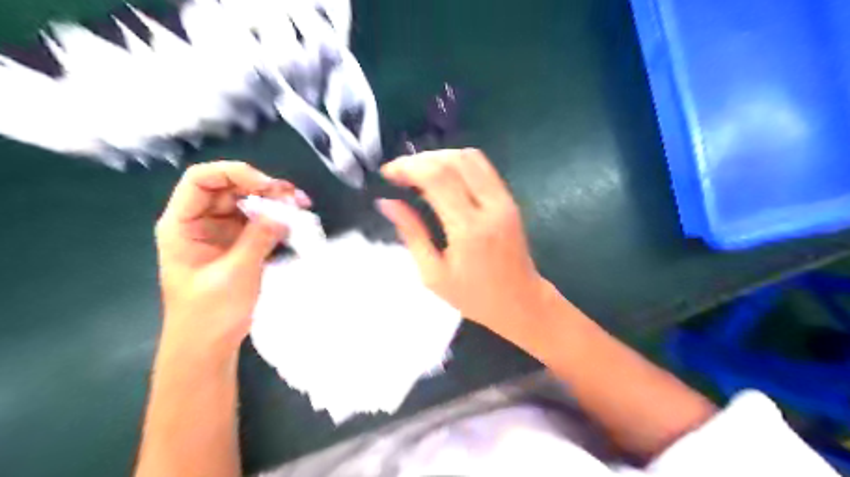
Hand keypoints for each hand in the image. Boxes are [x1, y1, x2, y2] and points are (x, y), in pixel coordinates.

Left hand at [156, 162, 311, 363]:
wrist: (207, 346)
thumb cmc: (210, 312)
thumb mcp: (235, 273)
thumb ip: (258, 238)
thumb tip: (284, 211)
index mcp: (182, 224)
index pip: (202, 179)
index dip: (235, 173)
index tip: (269, 186)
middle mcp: (200, 221)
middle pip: (229, 188)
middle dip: (262, 187)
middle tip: (294, 197)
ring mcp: (221, 232)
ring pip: (247, 203)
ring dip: (273, 202)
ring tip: (300, 206)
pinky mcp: (238, 244)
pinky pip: (257, 222)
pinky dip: (276, 219)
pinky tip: (294, 222)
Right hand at [376, 149, 543, 338]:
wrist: (520, 302)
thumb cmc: (474, 297)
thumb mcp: (433, 274)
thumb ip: (412, 234)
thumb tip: (387, 203)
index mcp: (469, 230)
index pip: (438, 178)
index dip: (409, 167)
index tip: (388, 173)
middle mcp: (491, 207)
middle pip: (454, 160)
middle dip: (421, 159)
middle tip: (399, 172)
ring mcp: (504, 200)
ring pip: (471, 157)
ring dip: (439, 157)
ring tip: (417, 173)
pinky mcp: (510, 199)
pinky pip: (482, 167)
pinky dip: (457, 163)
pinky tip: (441, 178)